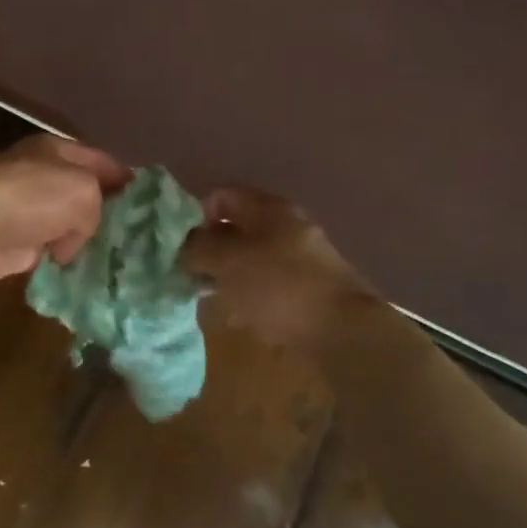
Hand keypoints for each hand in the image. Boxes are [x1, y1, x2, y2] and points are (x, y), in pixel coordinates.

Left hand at [0, 135, 129, 280]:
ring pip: (70, 227)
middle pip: (86, 195)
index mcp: (58, 152)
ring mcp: (30, 212)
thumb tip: (74, 238)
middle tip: (139, 239)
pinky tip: (88, 275)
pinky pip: (52, 253)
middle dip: (108, 215)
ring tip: (119, 262)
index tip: (152, 204)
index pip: (102, 161)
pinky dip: (65, 263)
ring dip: (86, 243)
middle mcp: (44, 177)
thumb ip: (97, 207)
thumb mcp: (83, 190)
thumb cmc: (31, 196)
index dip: (127, 180)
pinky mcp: (18, 244)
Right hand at [180, 187, 382, 350]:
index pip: (223, 196)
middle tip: (192, 273)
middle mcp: (288, 227)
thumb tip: (185, 246)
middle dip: (211, 249)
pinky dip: (251, 295)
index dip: (197, 214)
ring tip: (212, 299)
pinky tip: (241, 317)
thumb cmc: (278, 286)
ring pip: (253, 259)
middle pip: (238, 228)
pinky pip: (270, 285)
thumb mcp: (228, 262)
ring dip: (229, 275)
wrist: (343, 331)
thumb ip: (199, 248)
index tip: (183, 243)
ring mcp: (303, 259)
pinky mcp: (311, 289)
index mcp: (269, 209)